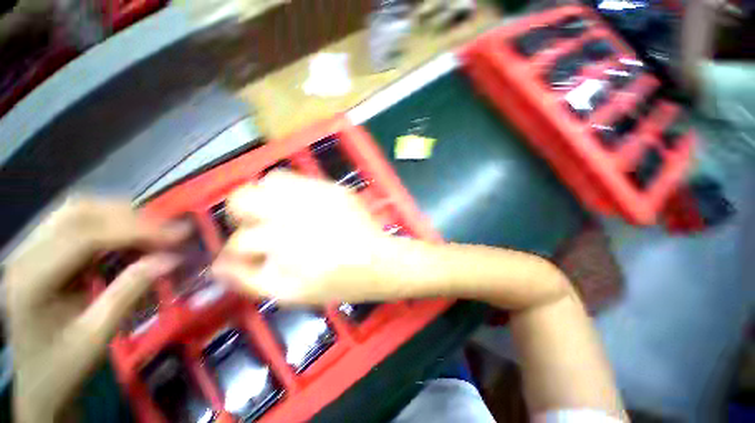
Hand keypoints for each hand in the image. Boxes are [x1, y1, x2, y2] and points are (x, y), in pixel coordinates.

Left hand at [5, 198, 185, 421]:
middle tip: (169, 232)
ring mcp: (31, 250)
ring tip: (154, 233)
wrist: (38, 381)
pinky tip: (130, 239)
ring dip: (121, 217)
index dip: (135, 231)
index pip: (84, 236)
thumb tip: (171, 260)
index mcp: (32, 280)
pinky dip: (111, 224)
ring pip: (79, 212)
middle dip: (130, 218)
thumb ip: (129, 292)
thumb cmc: (64, 367)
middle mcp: (26, 254)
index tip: (178, 236)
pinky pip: (79, 223)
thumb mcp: (97, 335)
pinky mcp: (43, 252)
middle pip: (79, 213)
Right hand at [212, 172, 397, 304]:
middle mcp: (298, 213)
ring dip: (265, 199)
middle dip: (242, 215)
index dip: (236, 252)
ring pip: (269, 182)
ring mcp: (317, 195)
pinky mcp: (332, 188)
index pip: (239, 241)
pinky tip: (298, 206)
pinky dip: (287, 190)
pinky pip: (296, 179)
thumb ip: (251, 280)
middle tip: (258, 229)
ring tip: (278, 215)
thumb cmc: (340, 282)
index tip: (246, 256)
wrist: (380, 261)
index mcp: (289, 245)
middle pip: (243, 199)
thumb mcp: (293, 293)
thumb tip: (219, 266)